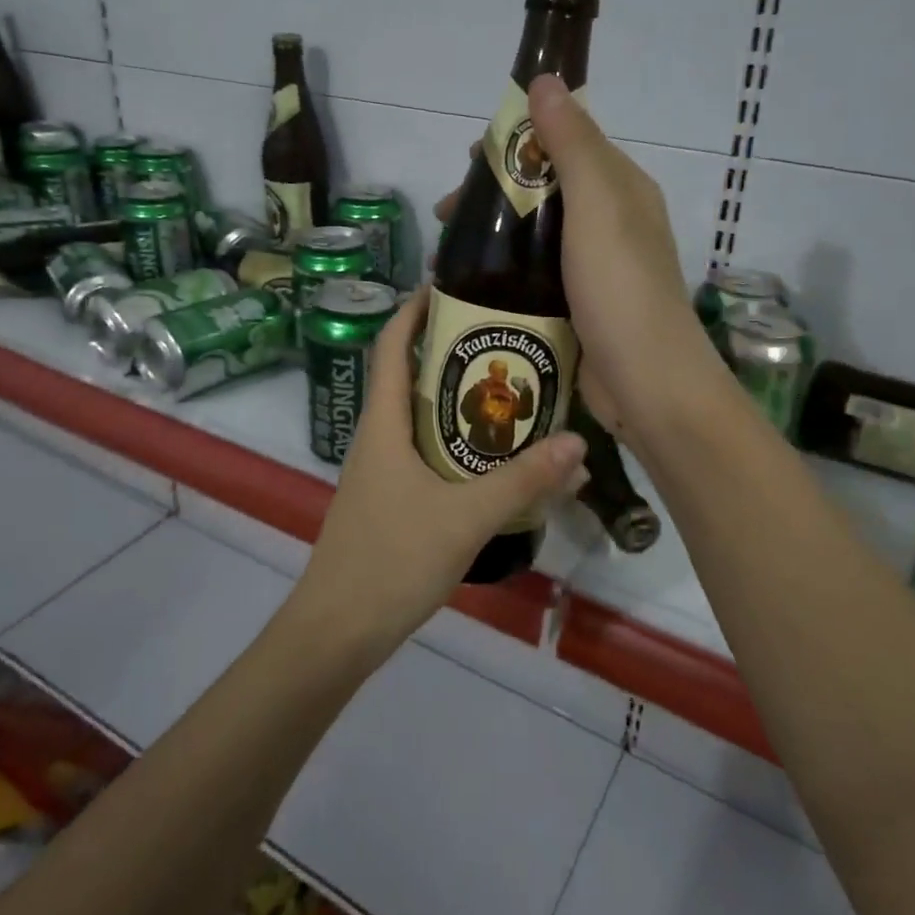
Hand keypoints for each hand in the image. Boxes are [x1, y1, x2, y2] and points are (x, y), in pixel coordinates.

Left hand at [291, 294, 585, 661]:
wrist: (338, 630)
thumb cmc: (392, 559)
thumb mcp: (465, 517)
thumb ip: (522, 481)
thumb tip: (576, 443)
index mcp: (383, 425)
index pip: (391, 347)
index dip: (412, 310)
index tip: (448, 285)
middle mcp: (378, 439)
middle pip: (411, 379)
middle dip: (452, 355)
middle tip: (504, 341)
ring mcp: (381, 473)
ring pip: (422, 422)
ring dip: (459, 404)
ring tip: (510, 394)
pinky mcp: (390, 502)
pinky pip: (427, 456)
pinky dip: (458, 446)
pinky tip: (494, 462)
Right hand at [432, 78, 718, 443]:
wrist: (646, 382)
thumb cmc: (621, 287)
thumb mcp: (598, 204)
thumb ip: (572, 143)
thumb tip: (544, 79)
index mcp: (620, 188)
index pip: (565, 144)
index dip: (516, 142)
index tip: (469, 160)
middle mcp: (609, 222)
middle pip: (543, 190)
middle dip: (493, 195)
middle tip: (447, 215)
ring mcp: (593, 268)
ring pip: (533, 235)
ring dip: (491, 236)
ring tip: (446, 255)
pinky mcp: (575, 306)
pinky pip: (532, 275)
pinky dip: (501, 272)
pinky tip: (469, 284)